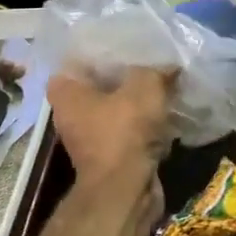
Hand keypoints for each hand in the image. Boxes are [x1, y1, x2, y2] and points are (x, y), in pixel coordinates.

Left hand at [48, 65, 171, 224]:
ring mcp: (90, 138)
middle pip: (100, 85)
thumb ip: (155, 69)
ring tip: (164, 84)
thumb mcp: (144, 87)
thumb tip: (169, 65)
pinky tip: (167, 113)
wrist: (125, 192)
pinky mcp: (110, 157)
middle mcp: (71, 114)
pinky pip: (129, 131)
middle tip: (150, 61)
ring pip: (116, 109)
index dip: (100, 50)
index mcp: (66, 92)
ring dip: (137, 102)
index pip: (77, 59)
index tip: (125, 44)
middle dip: (125, 75)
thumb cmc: (123, 131)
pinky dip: (145, 125)